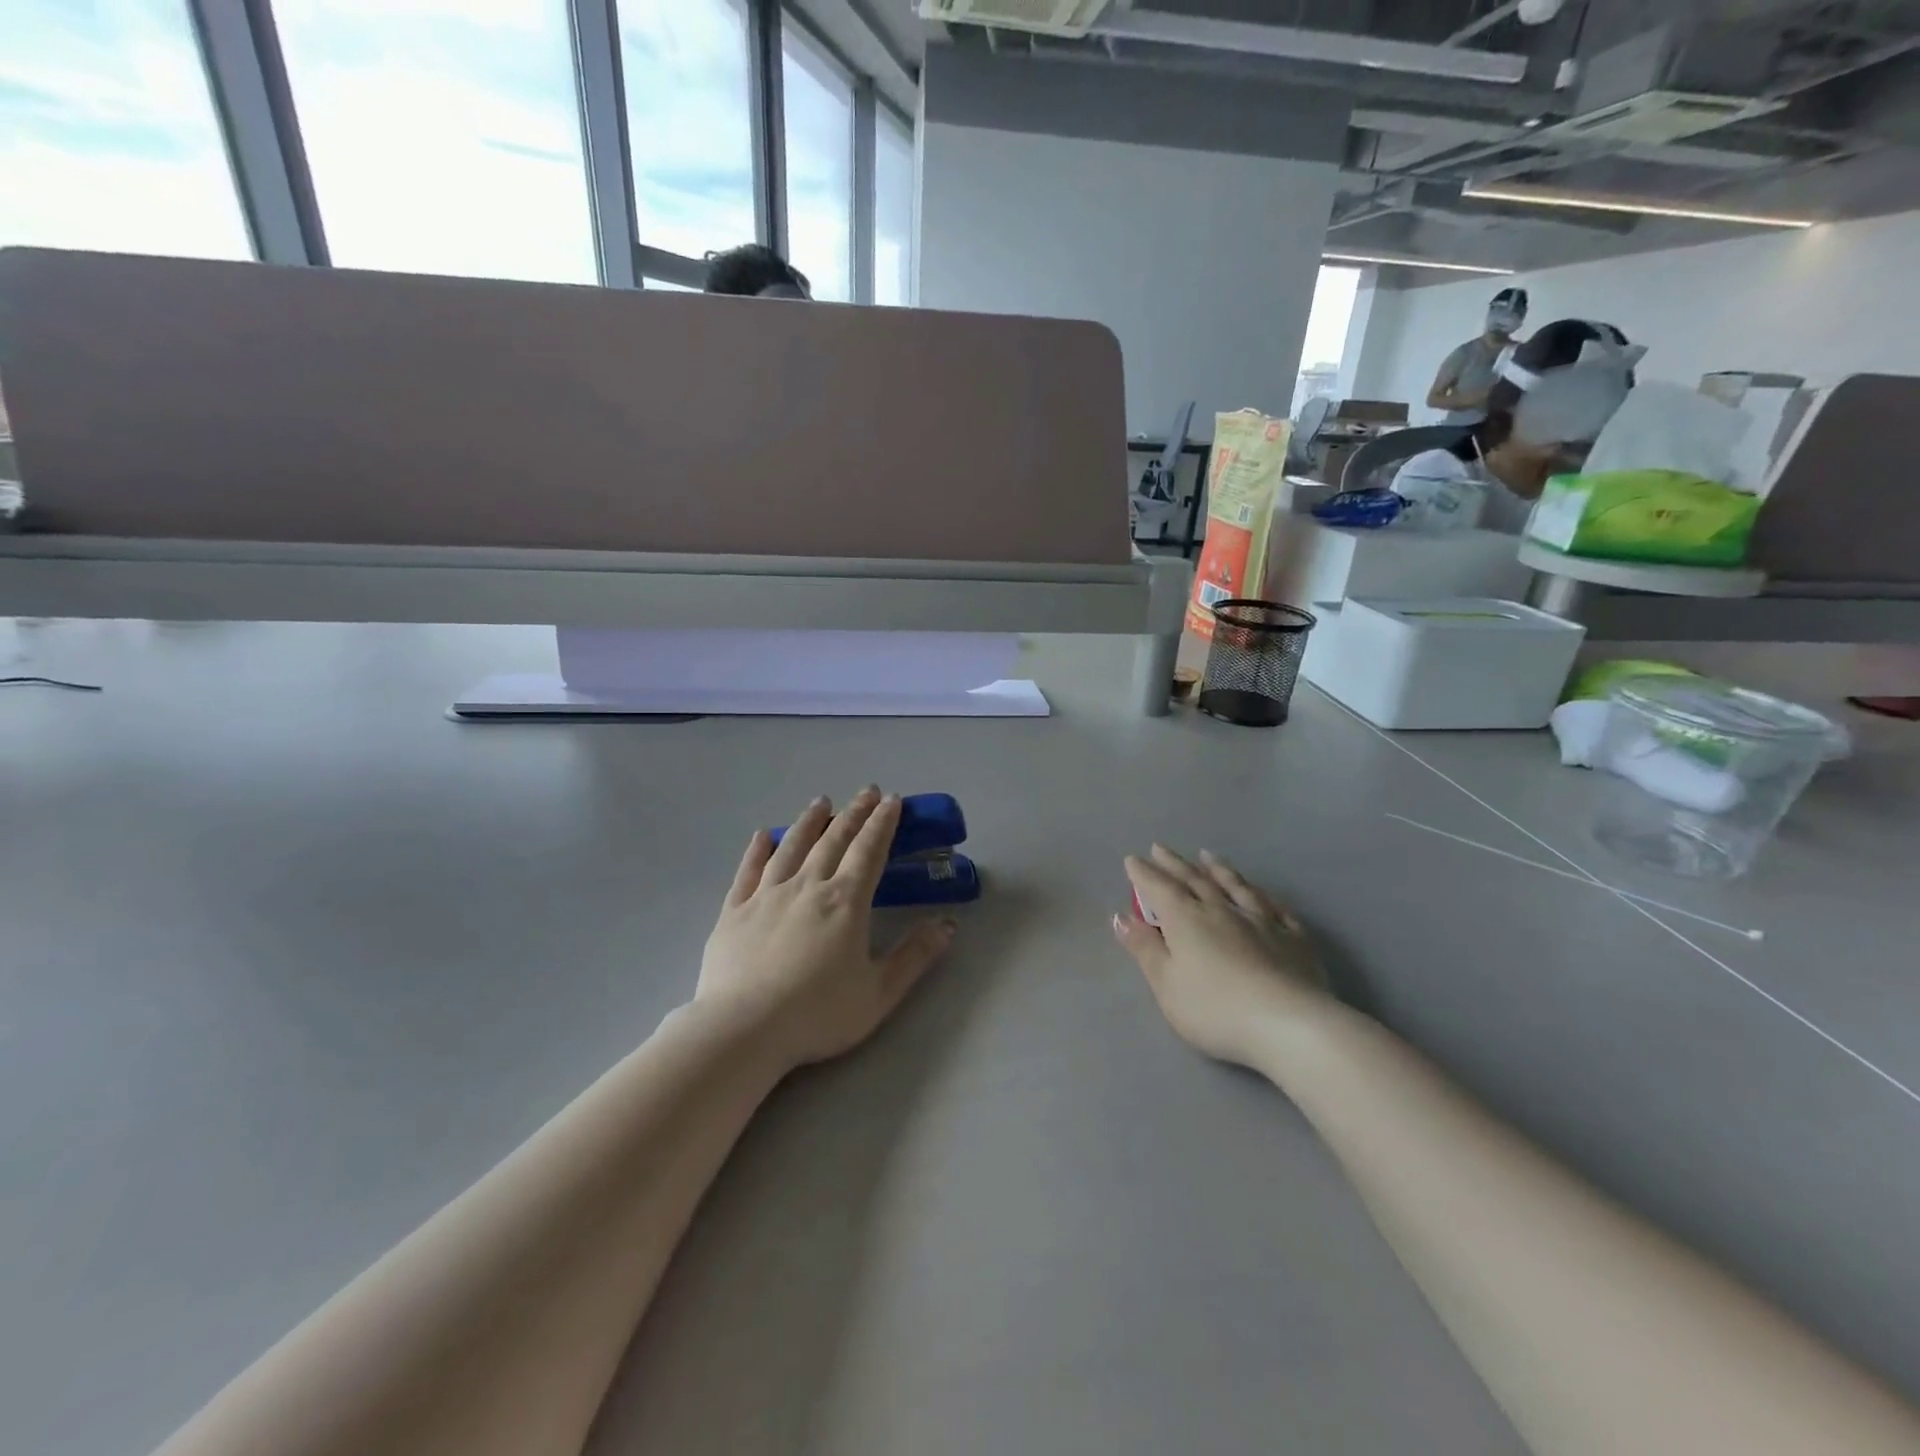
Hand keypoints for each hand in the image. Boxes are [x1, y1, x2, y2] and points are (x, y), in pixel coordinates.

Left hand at [696, 789, 956, 1070]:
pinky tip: (764, 836)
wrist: (743, 1030)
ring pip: (792, 847)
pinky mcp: (734, 911)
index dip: (882, 824)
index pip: (869, 851)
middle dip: (854, 813)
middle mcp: (807, 887)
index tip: (892, 801)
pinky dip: (758, 850)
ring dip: (810, 821)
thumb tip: (948, 924)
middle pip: (834, 841)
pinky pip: (748, 871)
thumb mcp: (879, 993)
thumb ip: (915, 956)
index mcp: (845, 902)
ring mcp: (766, 895)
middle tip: (866, 791)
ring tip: (821, 802)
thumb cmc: (817, 1014)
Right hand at [1114, 846, 1330, 1067]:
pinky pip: (1276, 907)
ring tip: (1207, 856)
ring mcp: (1262, 921)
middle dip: (1174, 864)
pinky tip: (1261, 892)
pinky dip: (1263, 895)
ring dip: (1218, 870)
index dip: (1144, 873)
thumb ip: (1144, 949)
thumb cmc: (1215, 1008)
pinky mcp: (1295, 938)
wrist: (1289, 1024)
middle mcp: (1222, 910)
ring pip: (1236, 887)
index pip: (1160, 888)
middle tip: (1160, 848)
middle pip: (1195, 880)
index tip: (1133, 860)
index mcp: (1187, 919)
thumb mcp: (1167, 984)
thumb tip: (1120, 917)